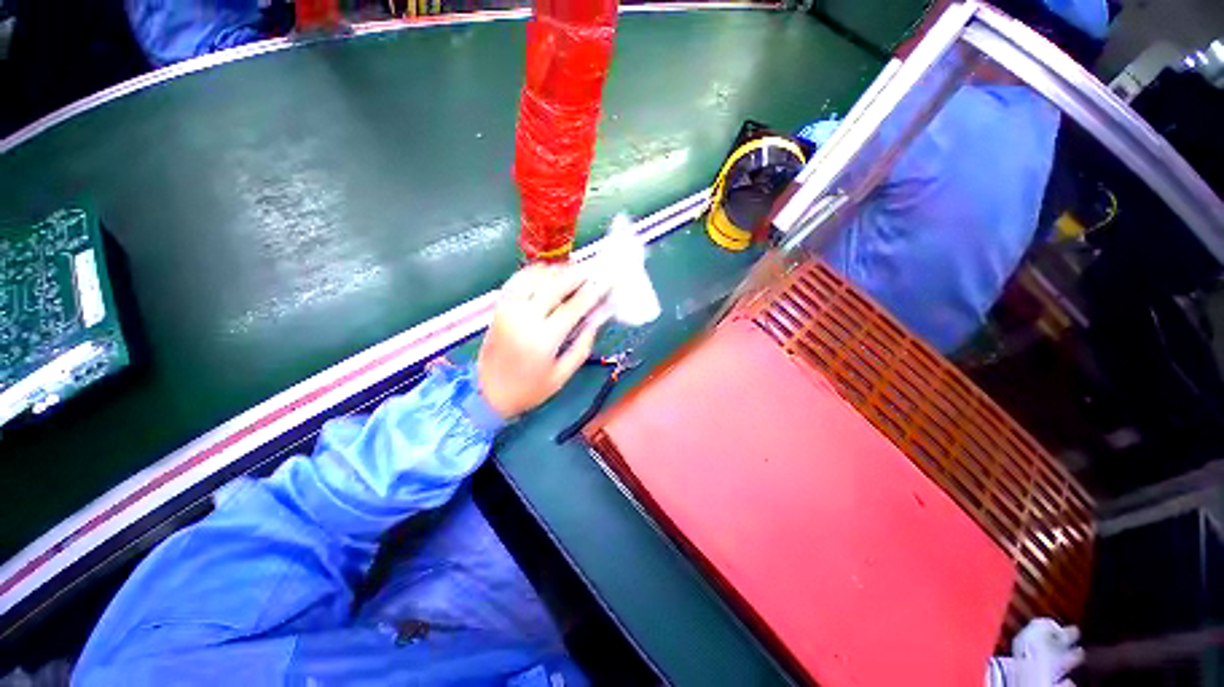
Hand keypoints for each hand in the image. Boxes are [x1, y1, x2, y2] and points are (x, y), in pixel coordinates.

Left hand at [476, 265, 611, 418]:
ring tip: (573, 270)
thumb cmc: (529, 389)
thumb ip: (582, 346)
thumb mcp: (562, 375)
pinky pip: (517, 280)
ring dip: (556, 270)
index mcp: (543, 339)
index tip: (607, 281)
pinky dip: (533, 272)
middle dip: (577, 274)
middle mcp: (524, 318)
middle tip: (593, 269)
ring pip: (534, 277)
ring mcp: (508, 309)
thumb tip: (595, 320)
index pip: (573, 307)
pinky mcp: (499, 307)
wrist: (487, 394)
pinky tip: (547, 273)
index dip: (593, 291)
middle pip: (554, 285)